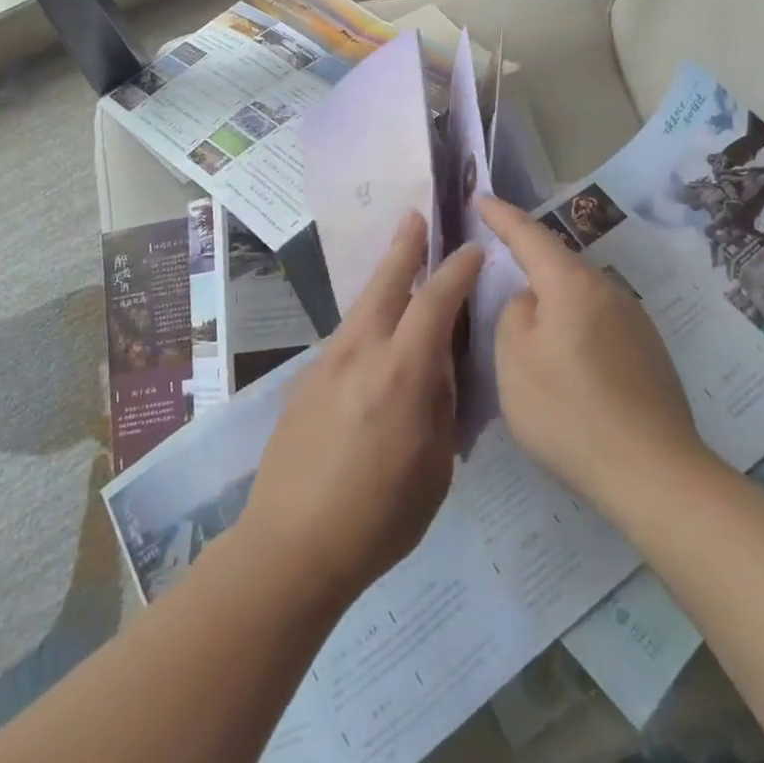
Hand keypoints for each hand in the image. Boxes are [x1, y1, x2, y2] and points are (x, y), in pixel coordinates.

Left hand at [239, 213, 482, 610]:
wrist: (290, 545)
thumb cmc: (378, 518)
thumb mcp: (434, 469)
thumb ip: (438, 407)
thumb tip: (436, 369)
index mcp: (401, 374)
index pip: (434, 303)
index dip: (456, 272)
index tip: (472, 251)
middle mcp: (360, 353)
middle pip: (385, 284)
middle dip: (404, 247)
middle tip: (416, 217)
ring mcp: (326, 363)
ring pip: (361, 307)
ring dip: (383, 281)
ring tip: (398, 264)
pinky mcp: (305, 380)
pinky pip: (345, 338)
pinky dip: (366, 323)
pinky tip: (373, 338)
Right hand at [477, 195, 710, 512]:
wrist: (654, 473)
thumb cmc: (570, 412)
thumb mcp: (514, 361)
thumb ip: (513, 314)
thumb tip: (532, 302)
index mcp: (571, 283)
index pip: (529, 235)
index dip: (502, 216)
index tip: (482, 197)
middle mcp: (607, 290)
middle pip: (558, 263)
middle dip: (527, 259)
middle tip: (498, 261)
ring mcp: (634, 320)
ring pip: (579, 294)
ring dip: (552, 299)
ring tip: (529, 324)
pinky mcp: (648, 351)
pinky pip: (598, 321)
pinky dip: (574, 326)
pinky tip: (567, 360)